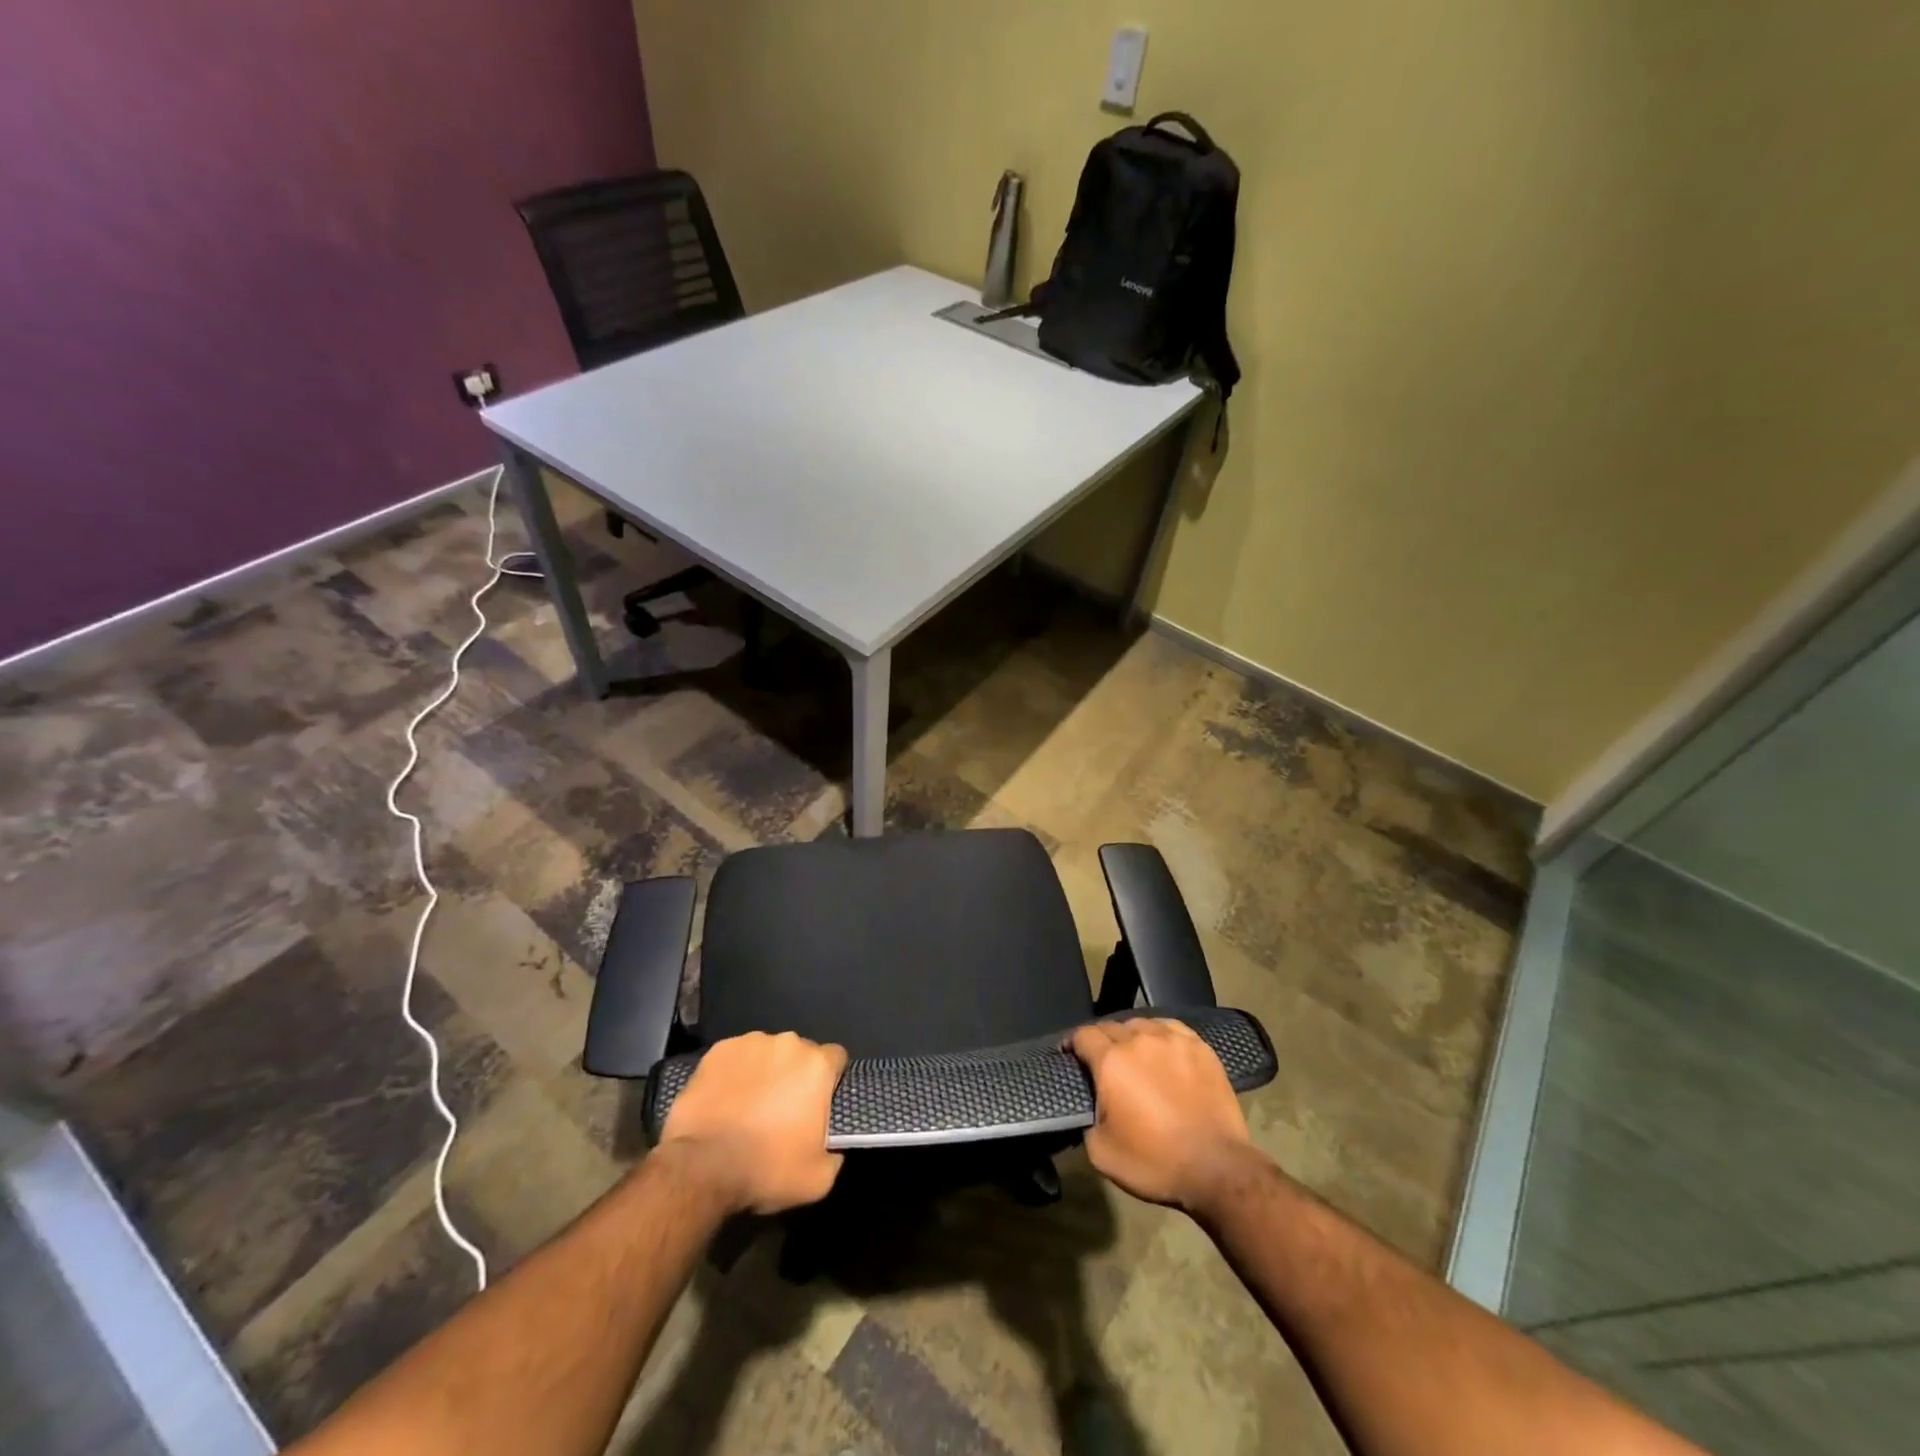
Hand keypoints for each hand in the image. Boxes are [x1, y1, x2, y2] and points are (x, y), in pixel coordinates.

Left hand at [658, 1031, 847, 1214]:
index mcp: (817, 1065)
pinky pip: (736, 1057)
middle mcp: (788, 1043)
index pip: (836, 1058)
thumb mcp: (818, 1179)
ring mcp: (750, 1042)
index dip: (830, 1080)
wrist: (701, 1168)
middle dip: (796, 1075)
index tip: (819, 1103)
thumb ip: (835, 1152)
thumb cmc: (766, 1169)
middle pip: (800, 1053)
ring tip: (749, 1104)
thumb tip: (832, 1144)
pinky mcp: (718, 1051)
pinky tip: (725, 1099)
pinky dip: (735, 1072)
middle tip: (782, 1109)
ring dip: (765, 1071)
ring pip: (767, 1052)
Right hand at [1071, 1018, 1257, 1211]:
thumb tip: (1090, 1105)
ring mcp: (1172, 1039)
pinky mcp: (1199, 1047)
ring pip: (1141, 1024)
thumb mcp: (1101, 1152)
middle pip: (1110, 1026)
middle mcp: (1139, 1039)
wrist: (1217, 1168)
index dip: (1072, 1044)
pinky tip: (1162, 1048)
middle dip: (1100, 1041)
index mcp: (1111, 1061)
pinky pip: (1170, 1027)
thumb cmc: (1155, 1162)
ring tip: (1132, 1055)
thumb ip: (1086, 1119)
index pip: (1083, 1035)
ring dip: (1130, 1036)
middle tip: (1101, 1062)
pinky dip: (1159, 1034)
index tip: (1070, 1056)